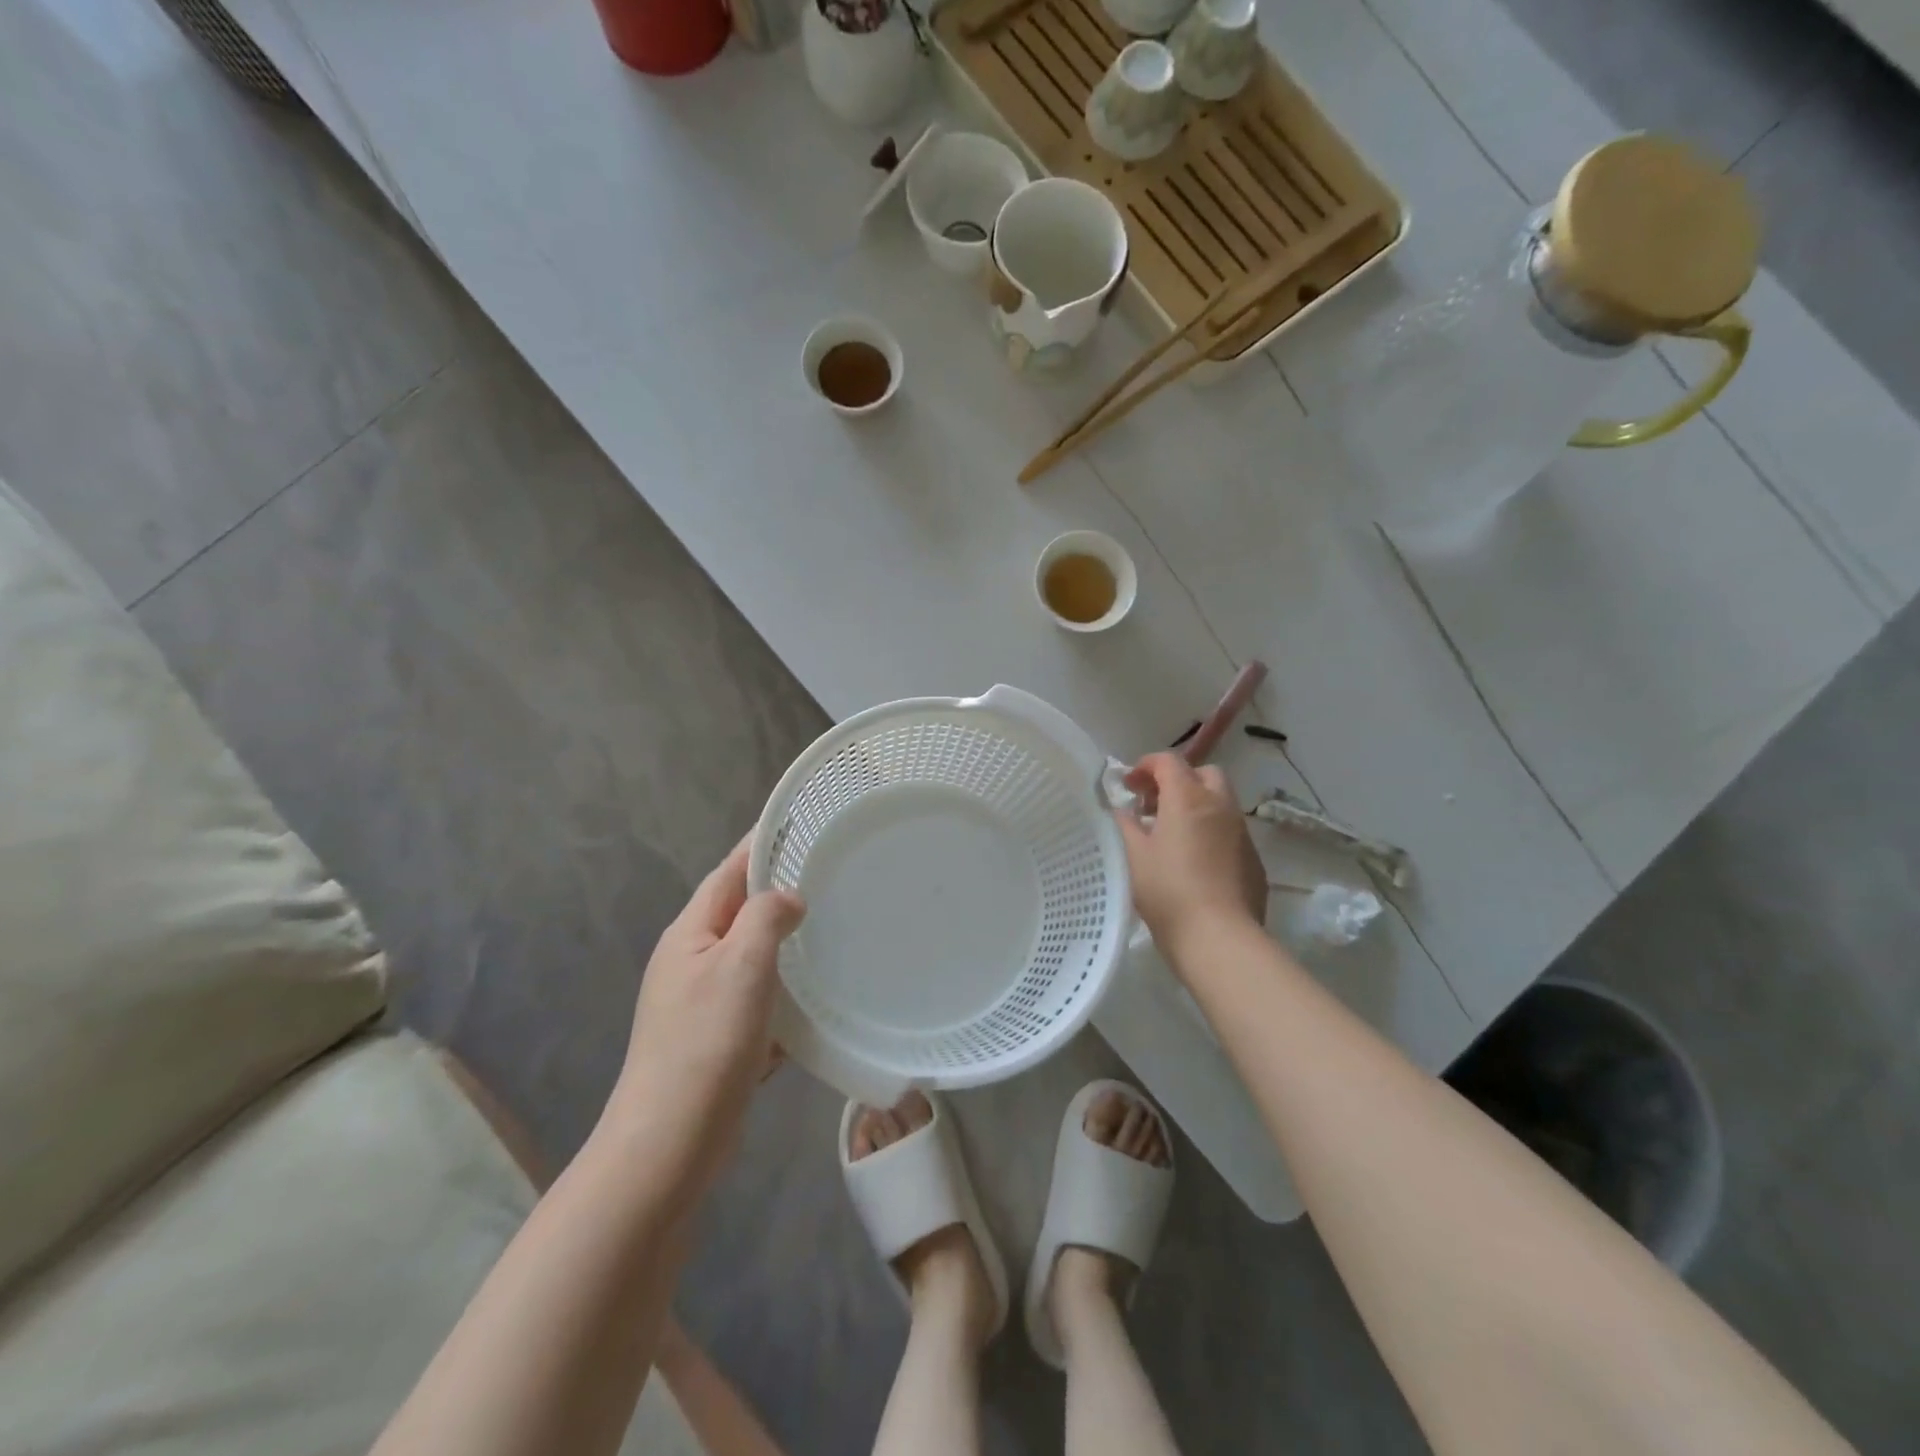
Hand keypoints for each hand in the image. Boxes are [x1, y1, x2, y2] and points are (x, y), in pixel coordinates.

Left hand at [609, 838, 805, 1200]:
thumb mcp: (741, 965)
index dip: (760, 845)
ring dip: (786, 945)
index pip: (728, 872)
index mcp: (690, 934)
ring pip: (752, 958)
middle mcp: (692, 961)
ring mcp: (702, 1002)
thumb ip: (765, 918)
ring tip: (832, 931)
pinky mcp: (717, 1039)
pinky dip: (784, 994)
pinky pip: (757, 1000)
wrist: (670, 1141)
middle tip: (828, 876)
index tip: (799, 823)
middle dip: (778, 893)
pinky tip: (815, 1001)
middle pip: (739, 912)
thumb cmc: (706, 1042)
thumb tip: (788, 898)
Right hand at [1117, 752, 1266, 955]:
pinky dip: (1210, 831)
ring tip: (1171, 833)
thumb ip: (1125, 825)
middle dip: (1177, 780)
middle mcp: (1220, 806)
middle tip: (1153, 805)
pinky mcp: (1253, 859)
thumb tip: (1124, 811)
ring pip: (1220, 802)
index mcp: (1188, 798)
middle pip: (1202, 774)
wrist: (1220, 938)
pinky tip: (1194, 860)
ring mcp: (1242, 832)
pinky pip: (1230, 831)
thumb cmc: (1168, 892)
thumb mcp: (1133, 855)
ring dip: (1196, 805)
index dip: (1145, 766)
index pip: (1168, 761)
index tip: (1128, 786)